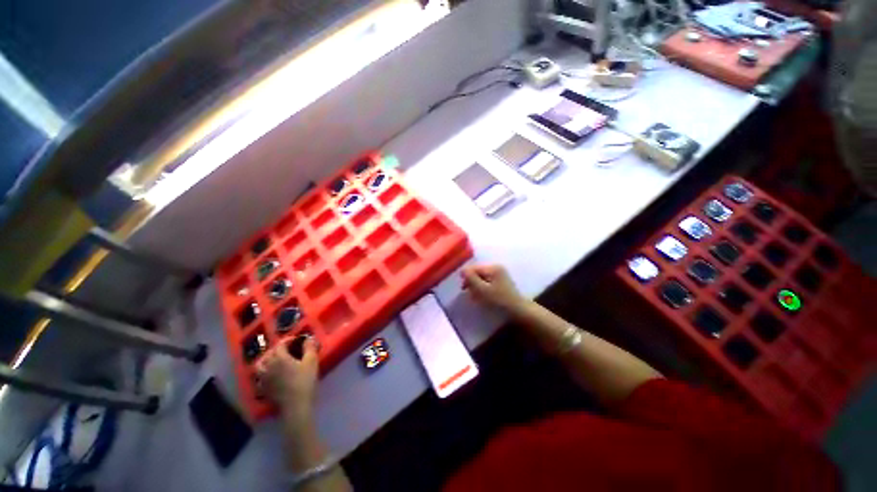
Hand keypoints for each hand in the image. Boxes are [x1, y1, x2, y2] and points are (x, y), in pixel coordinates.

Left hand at [256, 337, 318, 421]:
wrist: (296, 405)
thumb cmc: (305, 381)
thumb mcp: (311, 361)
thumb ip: (309, 347)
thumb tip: (308, 338)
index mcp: (280, 358)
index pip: (280, 345)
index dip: (287, 340)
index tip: (296, 340)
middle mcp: (269, 366)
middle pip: (268, 354)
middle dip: (277, 349)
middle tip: (287, 349)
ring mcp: (264, 379)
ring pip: (260, 365)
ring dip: (266, 360)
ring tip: (274, 360)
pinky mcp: (264, 389)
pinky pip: (259, 377)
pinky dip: (264, 372)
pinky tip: (270, 374)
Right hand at [461, 264, 525, 312]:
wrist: (519, 312)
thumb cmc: (500, 301)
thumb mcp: (482, 290)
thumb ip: (471, 279)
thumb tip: (462, 271)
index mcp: (493, 267)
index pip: (473, 268)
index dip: (466, 277)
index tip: (464, 289)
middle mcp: (497, 268)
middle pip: (477, 272)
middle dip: (472, 282)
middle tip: (470, 294)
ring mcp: (500, 274)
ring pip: (481, 278)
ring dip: (477, 286)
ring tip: (477, 297)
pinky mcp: (501, 282)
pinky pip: (487, 282)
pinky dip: (483, 288)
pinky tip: (483, 297)